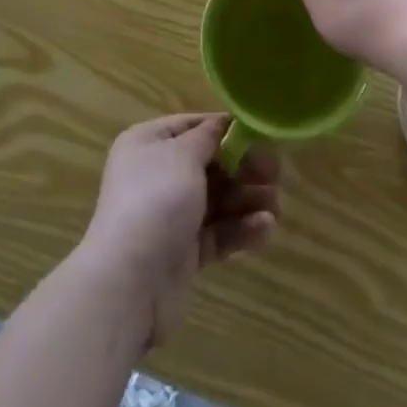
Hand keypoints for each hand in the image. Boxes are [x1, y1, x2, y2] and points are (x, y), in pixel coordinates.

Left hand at [79, 114, 280, 346]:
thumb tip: (226, 123)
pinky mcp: (185, 252)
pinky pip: (218, 232)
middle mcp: (158, 175)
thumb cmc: (155, 201)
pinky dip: (241, 229)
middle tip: (276, 174)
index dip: (227, 129)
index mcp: (149, 144)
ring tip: (277, 207)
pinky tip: (265, 229)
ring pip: (219, 200)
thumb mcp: (183, 155)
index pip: (194, 127)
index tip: (261, 135)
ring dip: (249, 201)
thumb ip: (210, 137)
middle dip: (245, 169)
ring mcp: (171, 215)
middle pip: (211, 164)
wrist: (129, 283)